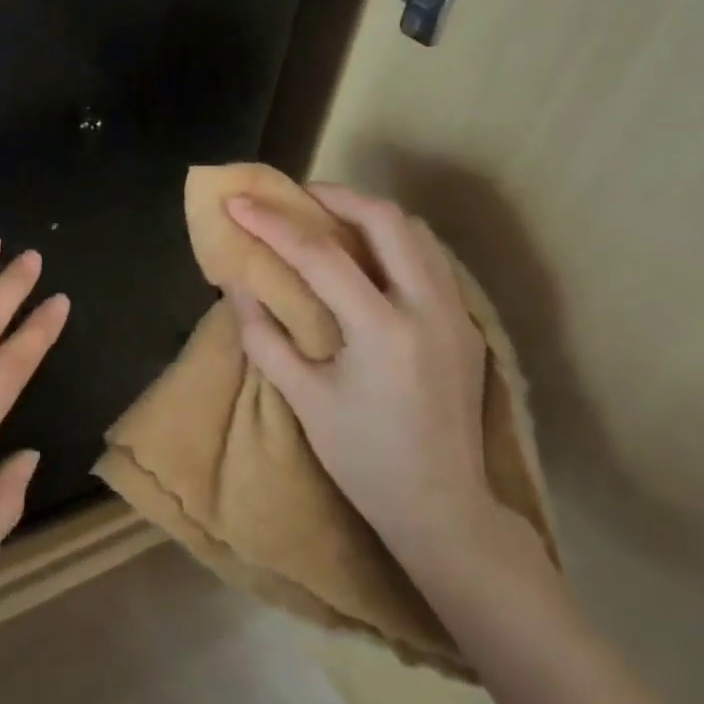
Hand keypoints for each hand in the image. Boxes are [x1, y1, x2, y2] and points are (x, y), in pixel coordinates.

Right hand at [225, 185, 494, 571]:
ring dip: (370, 215)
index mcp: (382, 332)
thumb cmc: (363, 458)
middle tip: (296, 196)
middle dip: (336, 196)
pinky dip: (394, 241)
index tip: (237, 202)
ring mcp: (457, 314)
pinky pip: (431, 259)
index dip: (273, 223)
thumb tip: (236, 284)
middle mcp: (429, 310)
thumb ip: (264, 336)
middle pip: (387, 221)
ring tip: (329, 218)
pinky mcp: (467, 325)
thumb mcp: (303, 399)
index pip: (321, 256)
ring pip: (418, 234)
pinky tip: (366, 258)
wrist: (443, 508)